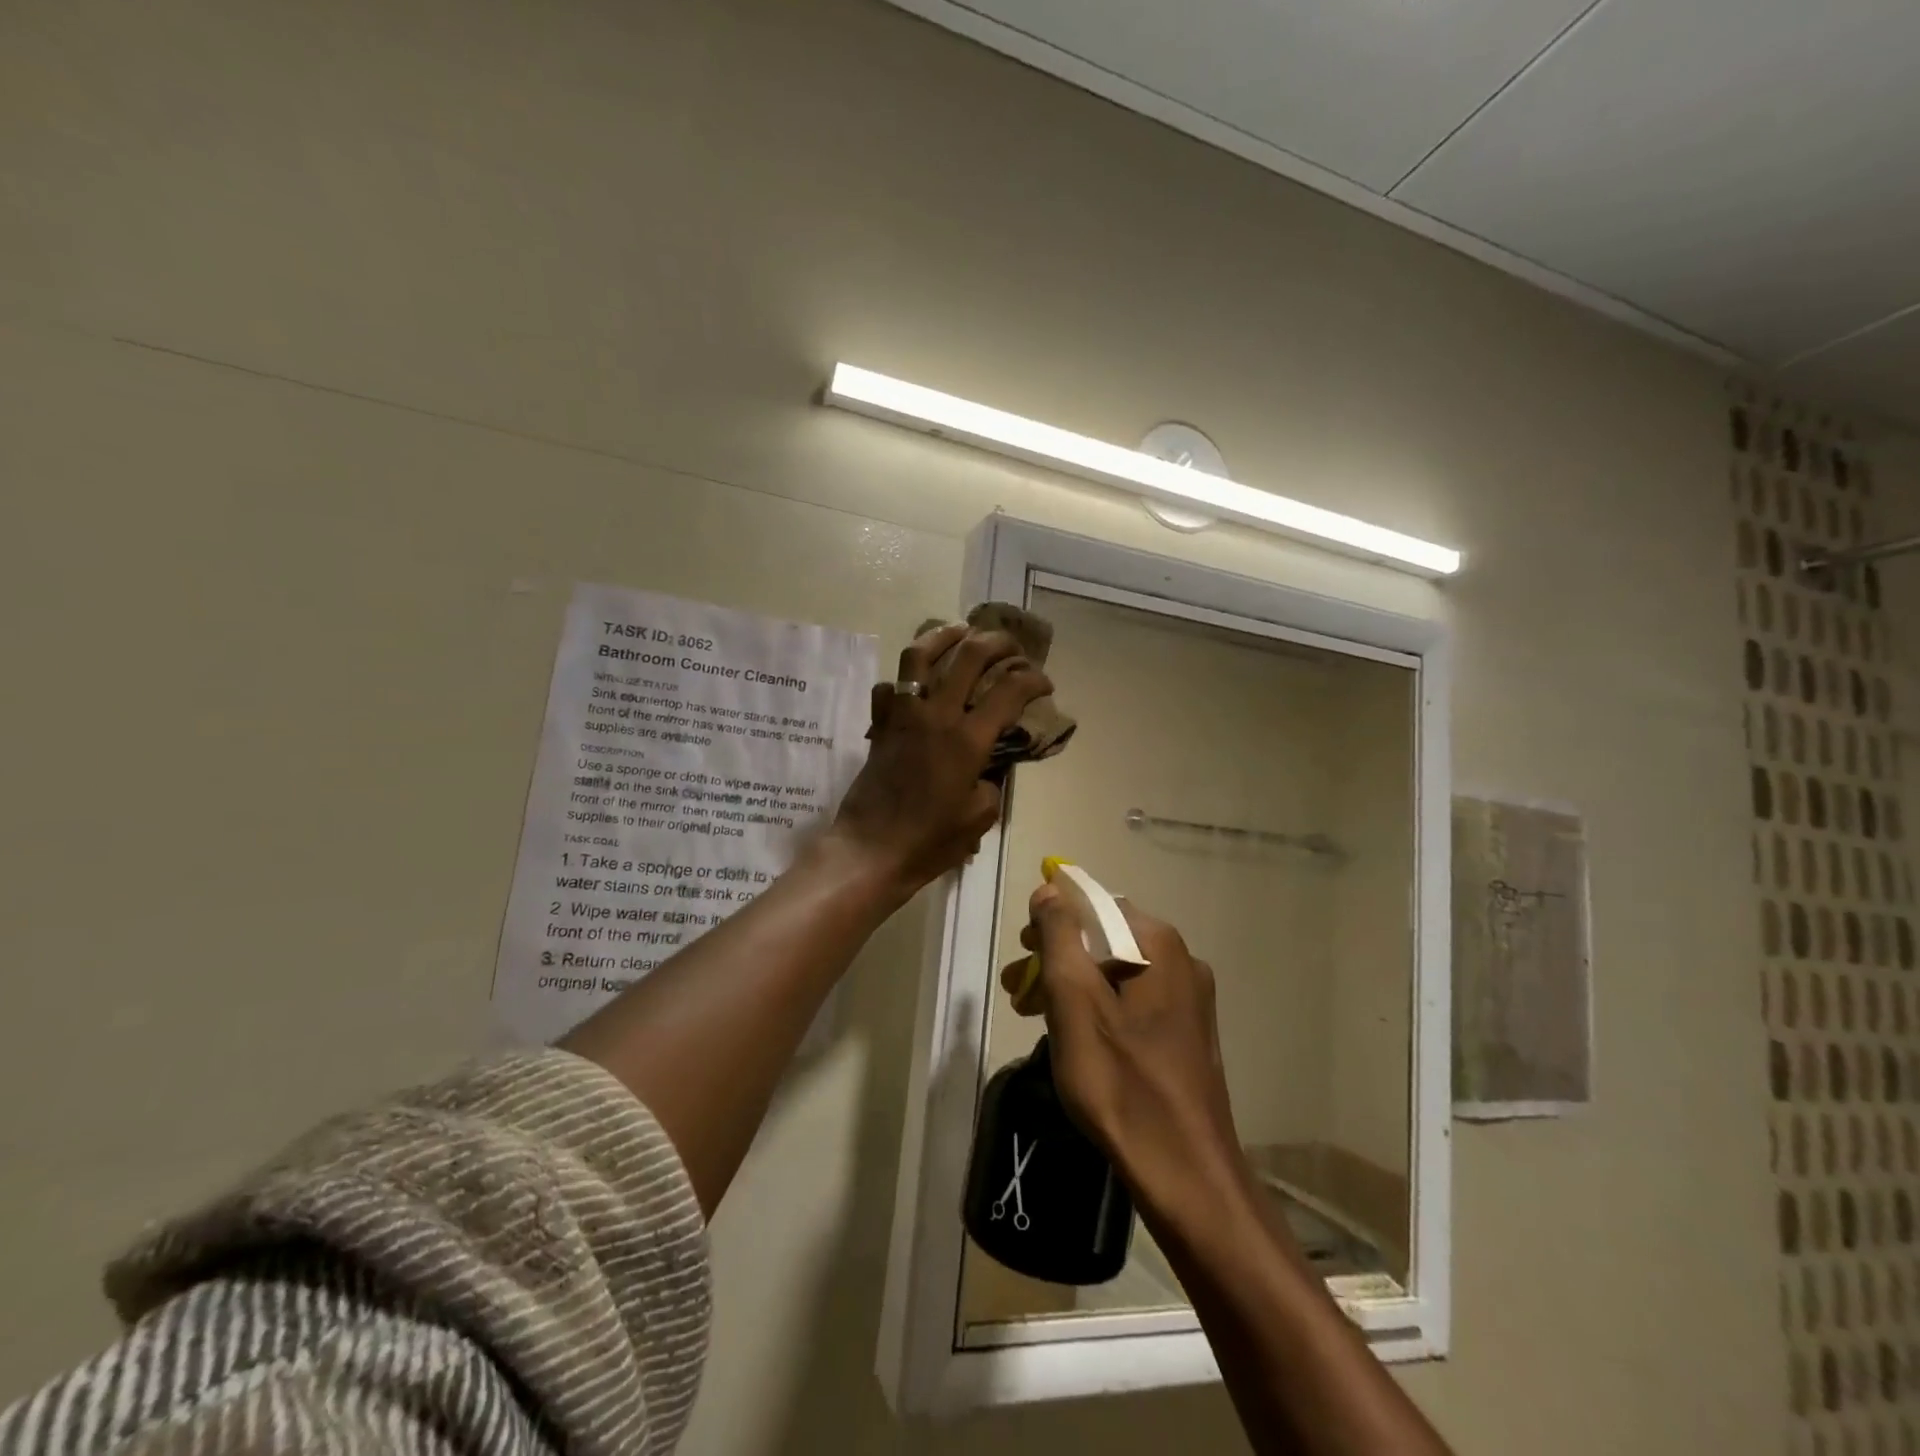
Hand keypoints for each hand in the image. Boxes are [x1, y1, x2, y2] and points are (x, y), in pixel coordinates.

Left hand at [829, 623, 1052, 901]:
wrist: (871, 850)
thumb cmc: (930, 841)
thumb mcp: (979, 817)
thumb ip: (991, 782)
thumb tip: (986, 766)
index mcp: (967, 739)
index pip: (1009, 690)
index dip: (1033, 679)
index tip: (1044, 684)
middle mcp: (936, 715)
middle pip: (969, 656)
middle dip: (998, 642)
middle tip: (1011, 647)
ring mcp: (903, 715)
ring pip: (920, 655)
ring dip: (945, 636)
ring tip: (961, 632)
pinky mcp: (880, 724)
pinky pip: (889, 687)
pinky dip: (903, 679)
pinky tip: (915, 684)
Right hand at [1005, 887, 1247, 1223]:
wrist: (1186, 1174)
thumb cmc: (1121, 1081)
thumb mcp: (1074, 1000)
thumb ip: (1060, 937)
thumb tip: (1051, 888)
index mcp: (1159, 944)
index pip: (1095, 904)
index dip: (1052, 918)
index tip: (1022, 949)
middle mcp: (1182, 961)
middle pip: (1105, 939)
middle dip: (1056, 956)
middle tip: (1017, 987)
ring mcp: (1189, 1000)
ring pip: (1116, 973)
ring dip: (1071, 985)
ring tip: (1032, 1014)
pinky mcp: (1186, 1034)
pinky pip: (1132, 1002)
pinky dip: (1096, 1008)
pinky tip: (1072, 1035)